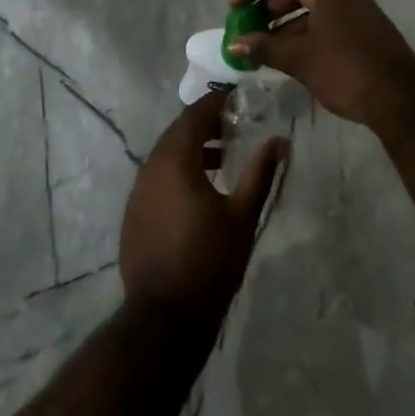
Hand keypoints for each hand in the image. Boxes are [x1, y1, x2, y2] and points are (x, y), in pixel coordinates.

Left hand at [120, 93, 286, 321]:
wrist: (164, 318)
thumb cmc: (209, 262)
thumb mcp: (242, 216)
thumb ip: (260, 173)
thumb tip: (280, 141)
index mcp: (175, 160)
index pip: (194, 115)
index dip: (215, 102)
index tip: (237, 97)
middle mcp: (151, 168)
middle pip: (177, 132)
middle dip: (204, 124)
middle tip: (233, 124)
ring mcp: (138, 192)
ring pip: (166, 155)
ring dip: (192, 149)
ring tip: (223, 158)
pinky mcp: (134, 213)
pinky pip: (157, 177)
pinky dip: (178, 171)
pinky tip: (199, 190)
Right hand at [227, 0, 414, 130]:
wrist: (402, 100)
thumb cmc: (346, 71)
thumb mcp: (300, 59)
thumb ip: (264, 47)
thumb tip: (234, 44)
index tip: (232, 6)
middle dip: (268, 6)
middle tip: (247, 26)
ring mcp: (358, 11)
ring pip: (313, 7)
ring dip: (286, 22)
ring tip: (266, 45)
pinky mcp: (366, 31)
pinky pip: (328, 21)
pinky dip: (306, 32)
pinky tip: (294, 56)